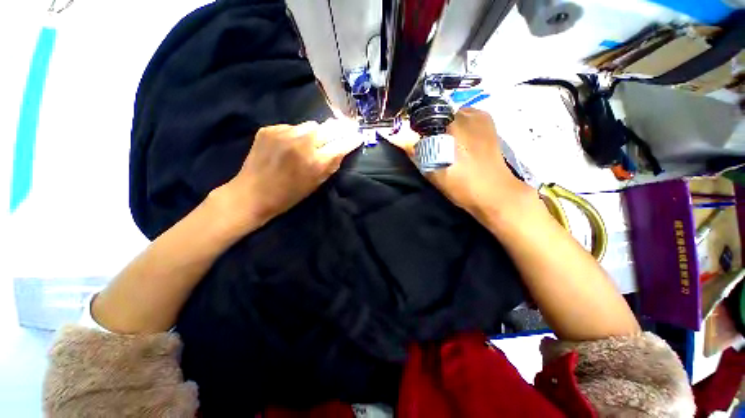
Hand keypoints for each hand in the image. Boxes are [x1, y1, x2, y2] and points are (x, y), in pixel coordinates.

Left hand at [219, 119, 361, 229]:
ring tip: (307, 143)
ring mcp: (284, 133)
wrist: (253, 193)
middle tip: (339, 132)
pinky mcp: (269, 129)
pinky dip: (294, 134)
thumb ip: (331, 165)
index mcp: (316, 161)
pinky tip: (288, 145)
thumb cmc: (289, 195)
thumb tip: (342, 149)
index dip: (351, 140)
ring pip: (310, 125)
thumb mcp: (316, 184)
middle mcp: (302, 143)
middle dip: (336, 130)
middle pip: (328, 127)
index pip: (341, 144)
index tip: (357, 136)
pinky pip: (291, 126)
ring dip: (314, 133)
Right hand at [389, 108, 529, 220]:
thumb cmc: (462, 186)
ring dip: (445, 128)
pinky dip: (459, 127)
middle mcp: (468, 113)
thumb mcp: (433, 171)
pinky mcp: (489, 123)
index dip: (417, 128)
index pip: (425, 116)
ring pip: (452, 116)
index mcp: (453, 124)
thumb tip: (395, 135)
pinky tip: (461, 143)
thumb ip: (414, 151)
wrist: (494, 193)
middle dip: (432, 128)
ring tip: (447, 147)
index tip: (416, 141)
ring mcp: (481, 116)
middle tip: (432, 146)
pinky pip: (466, 118)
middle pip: (439, 114)